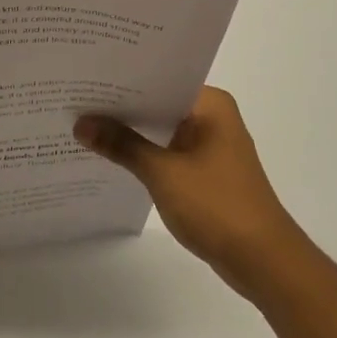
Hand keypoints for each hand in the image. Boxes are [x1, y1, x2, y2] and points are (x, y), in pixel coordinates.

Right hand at [75, 87, 312, 305]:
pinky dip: (143, 154)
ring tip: (83, 126)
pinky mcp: (206, 171)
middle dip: (120, 108)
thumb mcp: (162, 172)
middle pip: (158, 104)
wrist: (261, 258)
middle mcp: (212, 117)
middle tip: (74, 101)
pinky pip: (167, 152)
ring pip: (161, 130)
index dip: (121, 81)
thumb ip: (121, 145)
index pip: (159, 80)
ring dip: (130, 133)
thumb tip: (81, 123)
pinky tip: (110, 157)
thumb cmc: (216, 205)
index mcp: (210, 105)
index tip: (84, 79)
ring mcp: (210, 145)